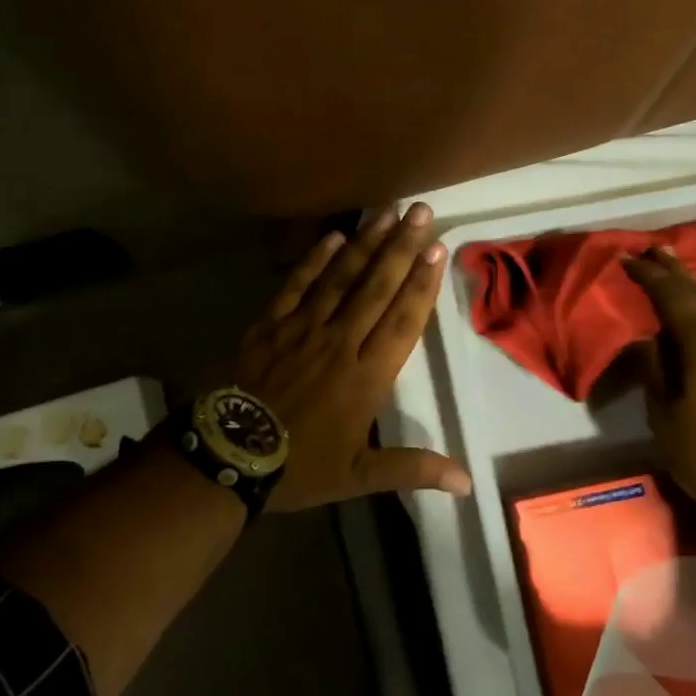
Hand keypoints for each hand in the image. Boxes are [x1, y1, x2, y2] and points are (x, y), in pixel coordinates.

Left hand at [232, 203, 472, 512]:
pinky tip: (333, 236)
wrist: (228, 456)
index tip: (438, 249)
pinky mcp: (270, 324)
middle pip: (377, 287)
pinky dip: (314, 260)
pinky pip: (296, 285)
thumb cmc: (299, 467)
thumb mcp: (358, 477)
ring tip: (387, 211)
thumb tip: (467, 484)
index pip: (403, 321)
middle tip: (421, 211)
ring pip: (341, 278)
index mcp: (367, 376)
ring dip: (366, 243)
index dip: (423, 283)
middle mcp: (340, 342)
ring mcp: (303, 328)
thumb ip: (412, 469)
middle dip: (402, 247)